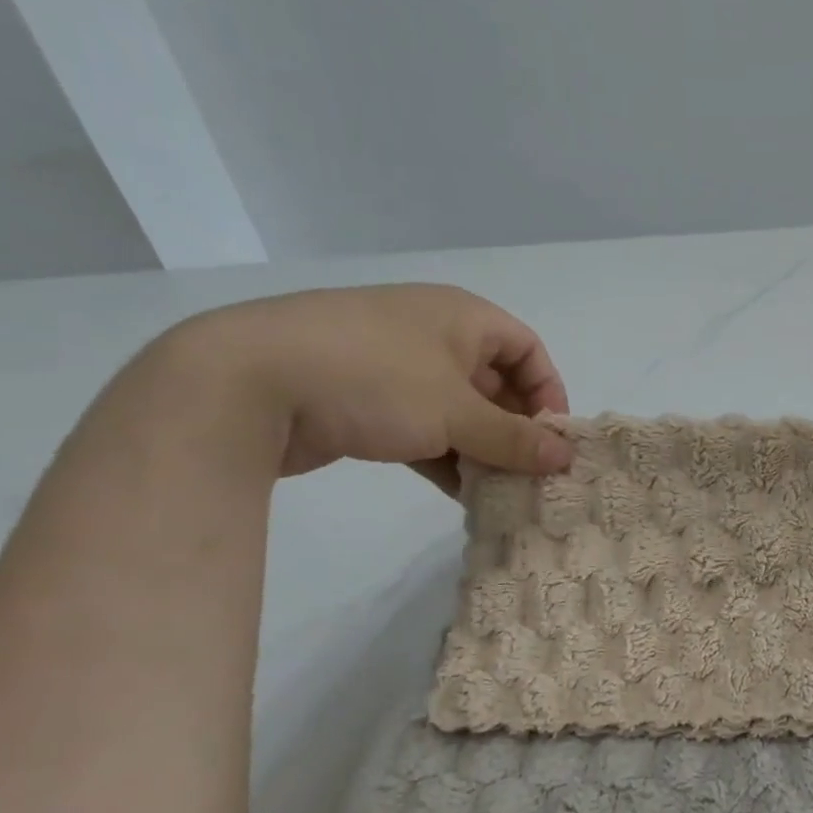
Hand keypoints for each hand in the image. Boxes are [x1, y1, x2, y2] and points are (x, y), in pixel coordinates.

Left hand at [168, 284, 572, 488]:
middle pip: (493, 383)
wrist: (246, 384)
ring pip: (456, 411)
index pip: (527, 349)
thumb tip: (566, 458)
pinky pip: (421, 428)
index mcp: (461, 317)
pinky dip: (443, 456)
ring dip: (480, 450)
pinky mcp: (362, 401)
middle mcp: (432, 334)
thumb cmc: (373, 378)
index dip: (547, 392)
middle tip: (529, 475)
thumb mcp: (455, 411)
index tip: (552, 440)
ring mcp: (393, 367)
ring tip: (499, 492)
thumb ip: (514, 438)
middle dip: (514, 430)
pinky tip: (459, 494)